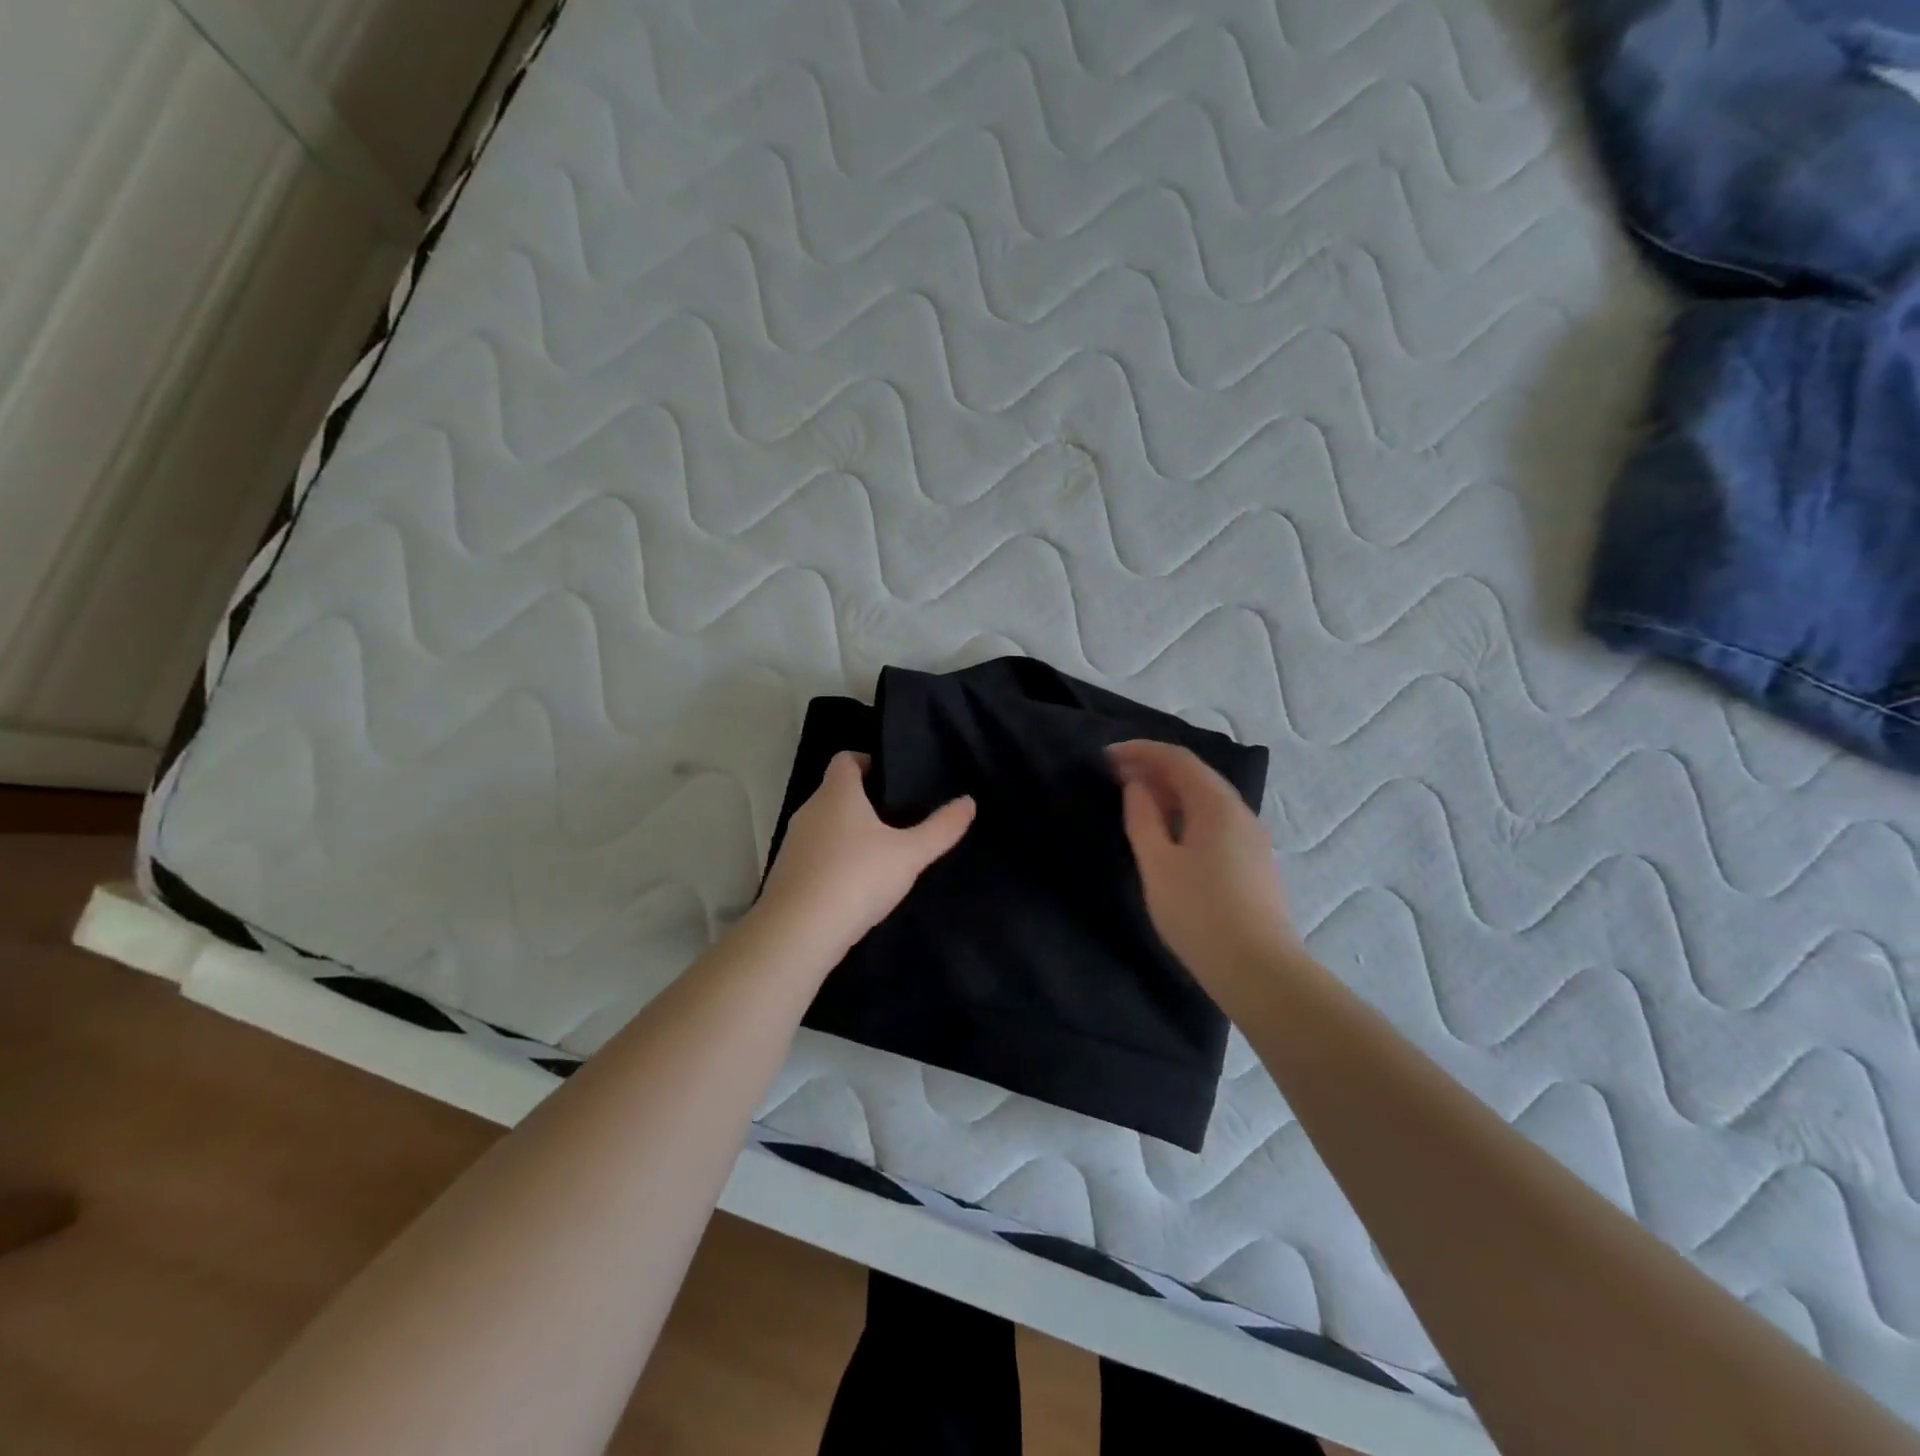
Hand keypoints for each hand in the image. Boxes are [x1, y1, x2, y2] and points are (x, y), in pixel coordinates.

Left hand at [755, 751, 975, 961]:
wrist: (798, 931)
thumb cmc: (857, 878)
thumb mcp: (909, 854)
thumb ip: (940, 828)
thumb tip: (969, 801)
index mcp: (837, 793)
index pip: (845, 759)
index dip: (866, 761)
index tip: (890, 779)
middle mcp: (809, 810)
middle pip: (834, 791)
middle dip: (862, 800)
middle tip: (896, 818)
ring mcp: (792, 842)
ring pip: (823, 824)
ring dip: (846, 832)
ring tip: (878, 853)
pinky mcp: (785, 873)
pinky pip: (813, 854)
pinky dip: (832, 860)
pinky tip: (853, 884)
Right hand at [1109, 739, 1300, 1009]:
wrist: (1258, 971)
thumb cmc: (1199, 913)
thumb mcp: (1157, 864)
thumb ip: (1143, 818)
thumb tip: (1136, 786)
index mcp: (1216, 805)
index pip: (1177, 758)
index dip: (1140, 751)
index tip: (1106, 757)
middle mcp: (1240, 812)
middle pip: (1195, 775)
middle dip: (1154, 768)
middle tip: (1116, 776)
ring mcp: (1252, 838)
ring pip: (1206, 799)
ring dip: (1170, 792)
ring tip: (1136, 800)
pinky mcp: (1253, 862)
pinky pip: (1215, 821)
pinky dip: (1186, 813)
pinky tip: (1168, 833)